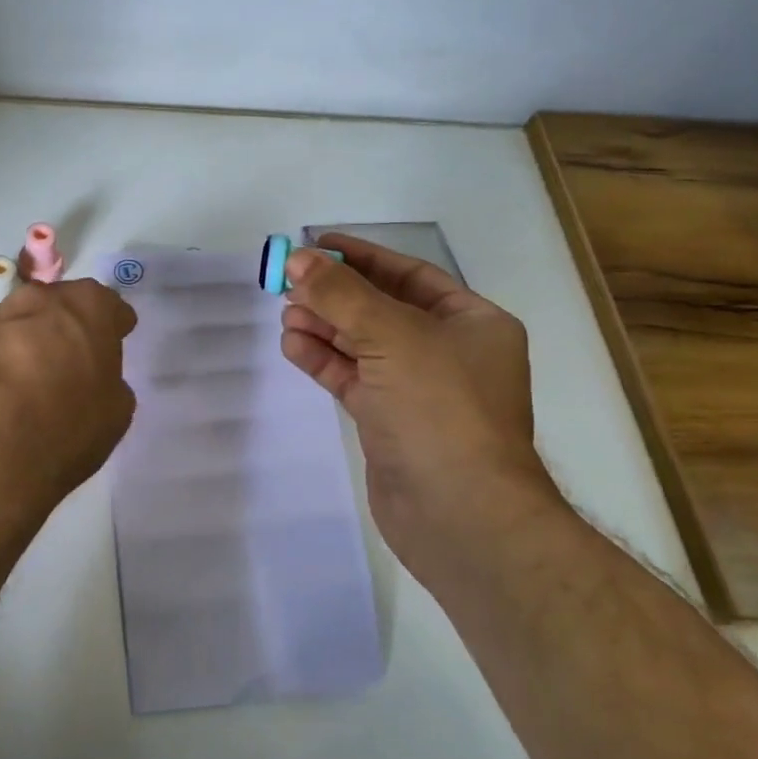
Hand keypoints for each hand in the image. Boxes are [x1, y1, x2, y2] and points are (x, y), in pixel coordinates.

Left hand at [0, 279, 138, 524]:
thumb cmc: (67, 432)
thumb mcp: (117, 408)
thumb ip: (109, 374)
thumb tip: (91, 373)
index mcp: (85, 306)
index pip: (107, 304)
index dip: (112, 325)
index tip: (114, 341)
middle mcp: (37, 300)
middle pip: (59, 305)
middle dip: (67, 326)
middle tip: (72, 360)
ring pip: (21, 322)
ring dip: (30, 341)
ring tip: (31, 379)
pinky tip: (2, 392)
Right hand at [280, 234, 561, 585]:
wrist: (460, 514)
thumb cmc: (440, 408)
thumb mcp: (393, 336)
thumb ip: (342, 295)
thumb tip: (297, 259)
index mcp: (471, 322)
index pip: (410, 275)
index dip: (362, 257)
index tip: (317, 244)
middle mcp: (448, 352)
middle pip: (382, 309)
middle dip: (336, 295)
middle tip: (289, 283)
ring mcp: (418, 389)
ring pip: (363, 346)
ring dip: (325, 328)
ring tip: (285, 314)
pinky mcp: (390, 421)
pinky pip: (353, 379)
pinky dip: (324, 361)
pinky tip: (293, 346)